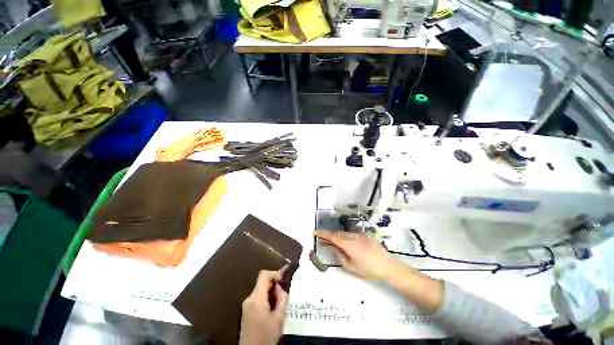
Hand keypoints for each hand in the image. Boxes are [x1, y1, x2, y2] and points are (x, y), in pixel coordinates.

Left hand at [239, 266, 288, 344]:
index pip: (264, 275)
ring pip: (261, 289)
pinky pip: (257, 297)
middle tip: (282, 296)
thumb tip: (280, 287)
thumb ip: (282, 298)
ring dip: (270, 292)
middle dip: (274, 285)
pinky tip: (270, 309)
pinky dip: (265, 298)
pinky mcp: (245, 310)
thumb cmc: (266, 337)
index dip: (274, 273)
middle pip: (262, 282)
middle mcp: (249, 299)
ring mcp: (246, 304)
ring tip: (277, 305)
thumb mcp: (279, 318)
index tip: (282, 280)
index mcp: (257, 299)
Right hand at [314, 230, 395, 280]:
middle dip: (330, 236)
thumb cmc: (368, 270)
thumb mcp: (350, 266)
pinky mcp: (365, 234)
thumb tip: (329, 246)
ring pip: (344, 233)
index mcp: (348, 245)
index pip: (332, 236)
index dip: (322, 233)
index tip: (314, 232)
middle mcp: (353, 236)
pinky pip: (352, 233)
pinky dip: (347, 237)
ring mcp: (360, 234)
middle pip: (337, 233)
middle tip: (325, 241)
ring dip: (338, 236)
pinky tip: (350, 244)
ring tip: (337, 244)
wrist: (387, 266)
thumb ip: (338, 254)